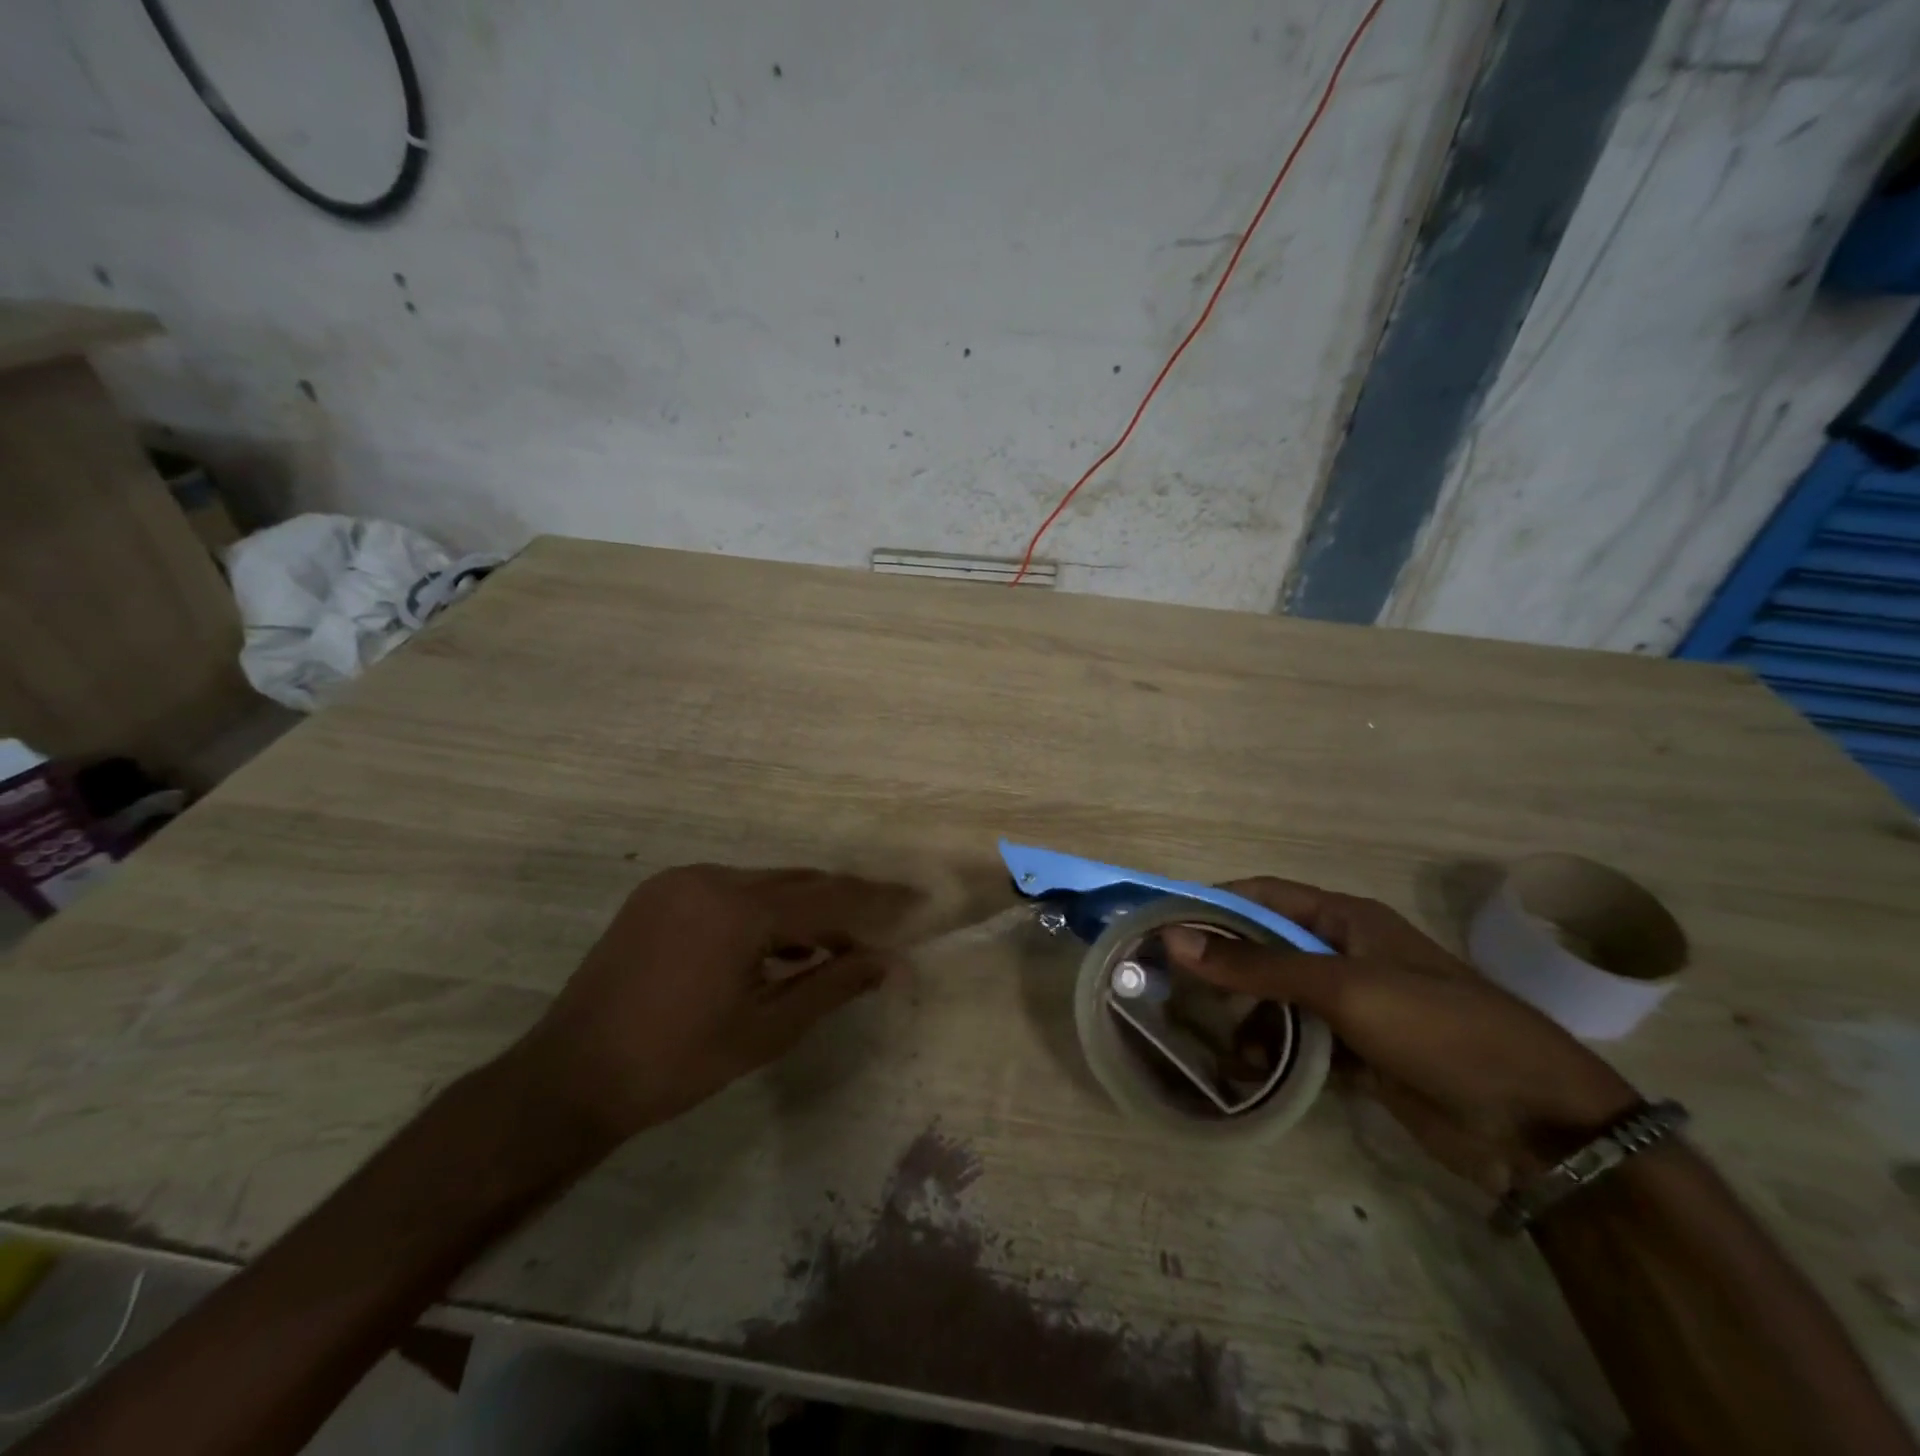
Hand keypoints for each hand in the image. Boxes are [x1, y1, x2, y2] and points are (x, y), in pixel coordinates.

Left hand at [512, 864, 922, 1143]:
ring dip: (802, 909)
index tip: (917, 901)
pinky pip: (729, 890)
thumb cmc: (676, 1063)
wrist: (570, 1077)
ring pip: (763, 884)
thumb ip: (833, 985)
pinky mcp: (659, 894)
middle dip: (843, 905)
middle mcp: (711, 878)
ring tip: (833, 948)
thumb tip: (890, 963)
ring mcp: (680, 882)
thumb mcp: (767, 1030)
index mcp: (738, 910)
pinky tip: (777, 946)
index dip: (877, 902)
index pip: (828, 897)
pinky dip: (762, 911)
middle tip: (880, 930)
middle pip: (797, 882)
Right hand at [1162, 880, 1639, 1195]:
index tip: (1161, 923)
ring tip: (1202, 1036)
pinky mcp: (1360, 1052)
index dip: (1213, 903)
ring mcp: (1353, 1005)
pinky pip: (1299, 1041)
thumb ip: (1257, 965)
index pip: (1262, 896)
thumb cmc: (1439, 1029)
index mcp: (1346, 919)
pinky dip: (1271, 1052)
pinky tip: (1245, 1071)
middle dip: (1221, 965)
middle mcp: (1345, 953)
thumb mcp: (1342, 987)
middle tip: (1168, 985)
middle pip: (1265, 947)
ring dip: (1243, 1014)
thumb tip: (1175, 938)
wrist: (1538, 1125)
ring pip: (1278, 998)